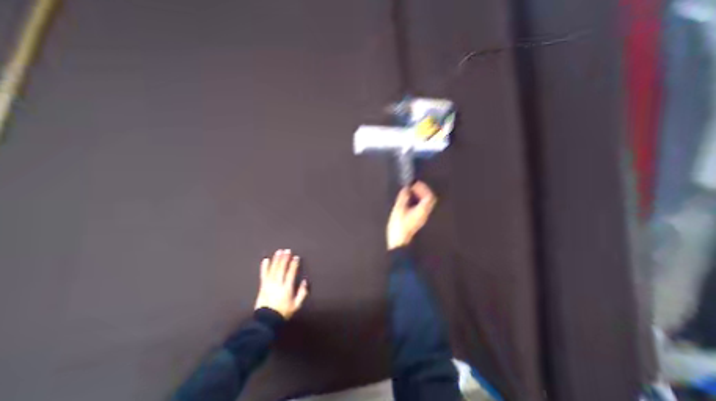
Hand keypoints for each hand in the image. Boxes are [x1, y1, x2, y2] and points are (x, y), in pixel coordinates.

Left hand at [254, 250, 306, 318]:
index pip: (291, 273)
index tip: (296, 257)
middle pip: (281, 269)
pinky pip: (263, 275)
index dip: (294, 264)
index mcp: (287, 288)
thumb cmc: (283, 312)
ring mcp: (269, 285)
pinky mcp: (262, 286)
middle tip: (287, 250)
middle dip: (285, 259)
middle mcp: (277, 284)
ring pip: (273, 269)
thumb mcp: (296, 305)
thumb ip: (302, 293)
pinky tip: (265, 260)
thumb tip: (305, 281)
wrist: (266, 321)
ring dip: (276, 260)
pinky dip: (264, 267)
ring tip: (279, 252)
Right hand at [385, 182, 436, 250]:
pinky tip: (409, 201)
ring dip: (419, 196)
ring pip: (425, 204)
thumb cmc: (399, 228)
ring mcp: (421, 217)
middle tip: (414, 187)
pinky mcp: (417, 220)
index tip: (415, 184)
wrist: (399, 241)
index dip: (423, 188)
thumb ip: (403, 198)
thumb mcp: (399, 210)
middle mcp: (424, 214)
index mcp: (421, 211)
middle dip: (422, 191)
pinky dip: (417, 201)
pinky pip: (421, 207)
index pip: (428, 197)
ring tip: (411, 192)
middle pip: (429, 200)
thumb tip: (406, 190)